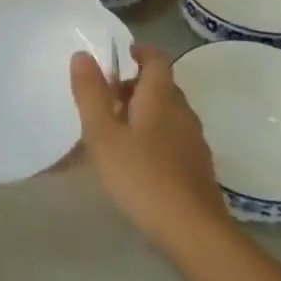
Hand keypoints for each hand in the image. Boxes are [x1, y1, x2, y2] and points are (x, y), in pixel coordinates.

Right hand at [70, 45, 228, 250]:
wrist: (192, 229)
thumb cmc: (141, 176)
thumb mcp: (103, 135)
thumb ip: (91, 94)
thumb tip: (82, 54)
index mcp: (161, 96)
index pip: (156, 57)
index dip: (139, 51)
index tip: (118, 57)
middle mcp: (182, 110)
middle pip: (161, 85)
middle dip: (135, 86)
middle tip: (105, 100)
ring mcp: (194, 139)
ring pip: (167, 112)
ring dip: (144, 112)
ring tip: (115, 132)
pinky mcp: (197, 165)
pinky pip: (173, 136)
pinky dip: (154, 136)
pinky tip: (137, 161)